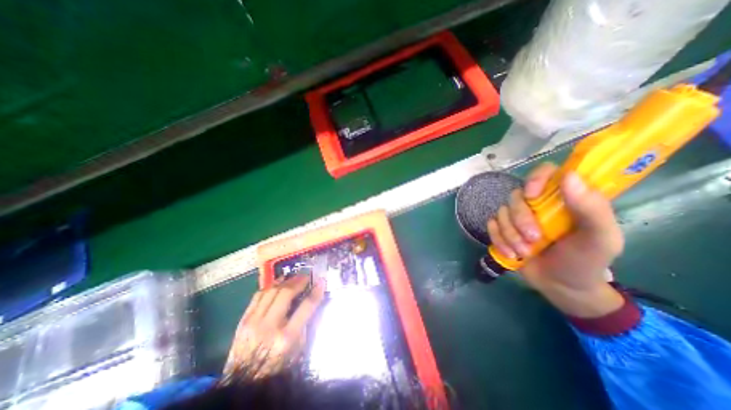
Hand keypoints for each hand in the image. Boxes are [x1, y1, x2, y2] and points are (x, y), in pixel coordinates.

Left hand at [225, 276, 323, 377]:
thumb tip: (309, 301)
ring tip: (293, 278)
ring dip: (285, 281)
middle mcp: (269, 326)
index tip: (321, 281)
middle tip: (306, 277)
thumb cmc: (276, 367)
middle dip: (299, 281)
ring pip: (271, 291)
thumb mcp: (297, 350)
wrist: (243, 383)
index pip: (306, 307)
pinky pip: (258, 296)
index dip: (316, 292)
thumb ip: (304, 324)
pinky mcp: (243, 321)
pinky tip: (277, 284)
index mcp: (286, 338)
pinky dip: (270, 287)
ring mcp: (253, 322)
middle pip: (286, 293)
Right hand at [487, 161, 625, 317]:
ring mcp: (517, 217)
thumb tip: (569, 176)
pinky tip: (511, 254)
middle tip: (534, 239)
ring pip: (501, 213)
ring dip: (510, 235)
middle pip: (515, 196)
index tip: (532, 195)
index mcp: (563, 199)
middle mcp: (536, 204)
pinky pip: (491, 226)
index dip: (535, 179)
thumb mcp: (600, 239)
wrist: (562, 287)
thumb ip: (591, 208)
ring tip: (524, 252)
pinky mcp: (503, 229)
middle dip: (520, 219)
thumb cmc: (586, 261)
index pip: (545, 172)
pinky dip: (498, 240)